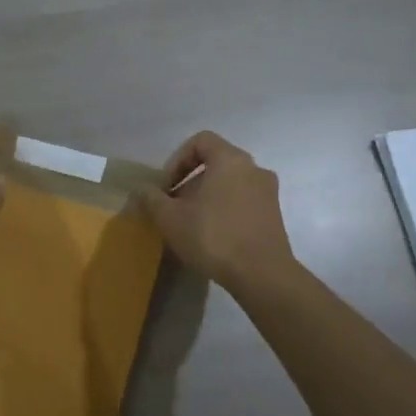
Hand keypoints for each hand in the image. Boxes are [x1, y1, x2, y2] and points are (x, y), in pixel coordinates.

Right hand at [138, 131, 297, 292]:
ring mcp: (268, 192)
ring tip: (191, 224)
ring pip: (230, 183)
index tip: (166, 186)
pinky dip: (225, 209)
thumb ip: (151, 198)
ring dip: (207, 197)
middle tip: (174, 207)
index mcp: (230, 159)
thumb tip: (140, 189)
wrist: (262, 275)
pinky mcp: (274, 215)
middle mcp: (254, 168)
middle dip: (189, 181)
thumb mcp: (170, 218)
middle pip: (215, 162)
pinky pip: (243, 200)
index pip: (200, 141)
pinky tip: (213, 236)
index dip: (177, 160)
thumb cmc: (213, 237)